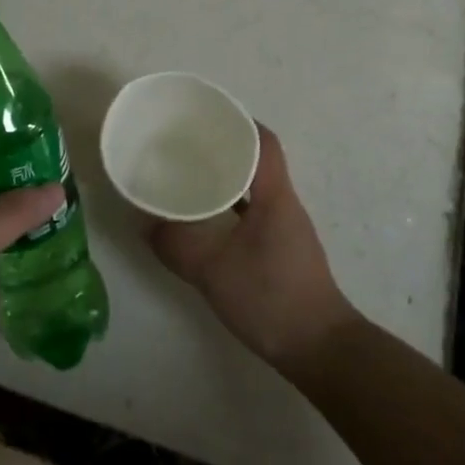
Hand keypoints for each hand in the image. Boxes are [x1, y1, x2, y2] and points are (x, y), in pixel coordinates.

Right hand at [148, 123, 356, 377]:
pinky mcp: (282, 249)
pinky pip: (253, 211)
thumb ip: (177, 246)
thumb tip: (144, 223)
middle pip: (258, 159)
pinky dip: (231, 205)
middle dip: (225, 146)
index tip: (206, 116)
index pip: (264, 142)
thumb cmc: (271, 298)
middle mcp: (284, 204)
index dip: (239, 122)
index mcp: (274, 196)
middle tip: (187, 143)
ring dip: (227, 177)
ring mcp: (286, 227)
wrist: (320, 349)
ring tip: (190, 175)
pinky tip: (206, 219)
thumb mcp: (213, 271)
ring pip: (255, 187)